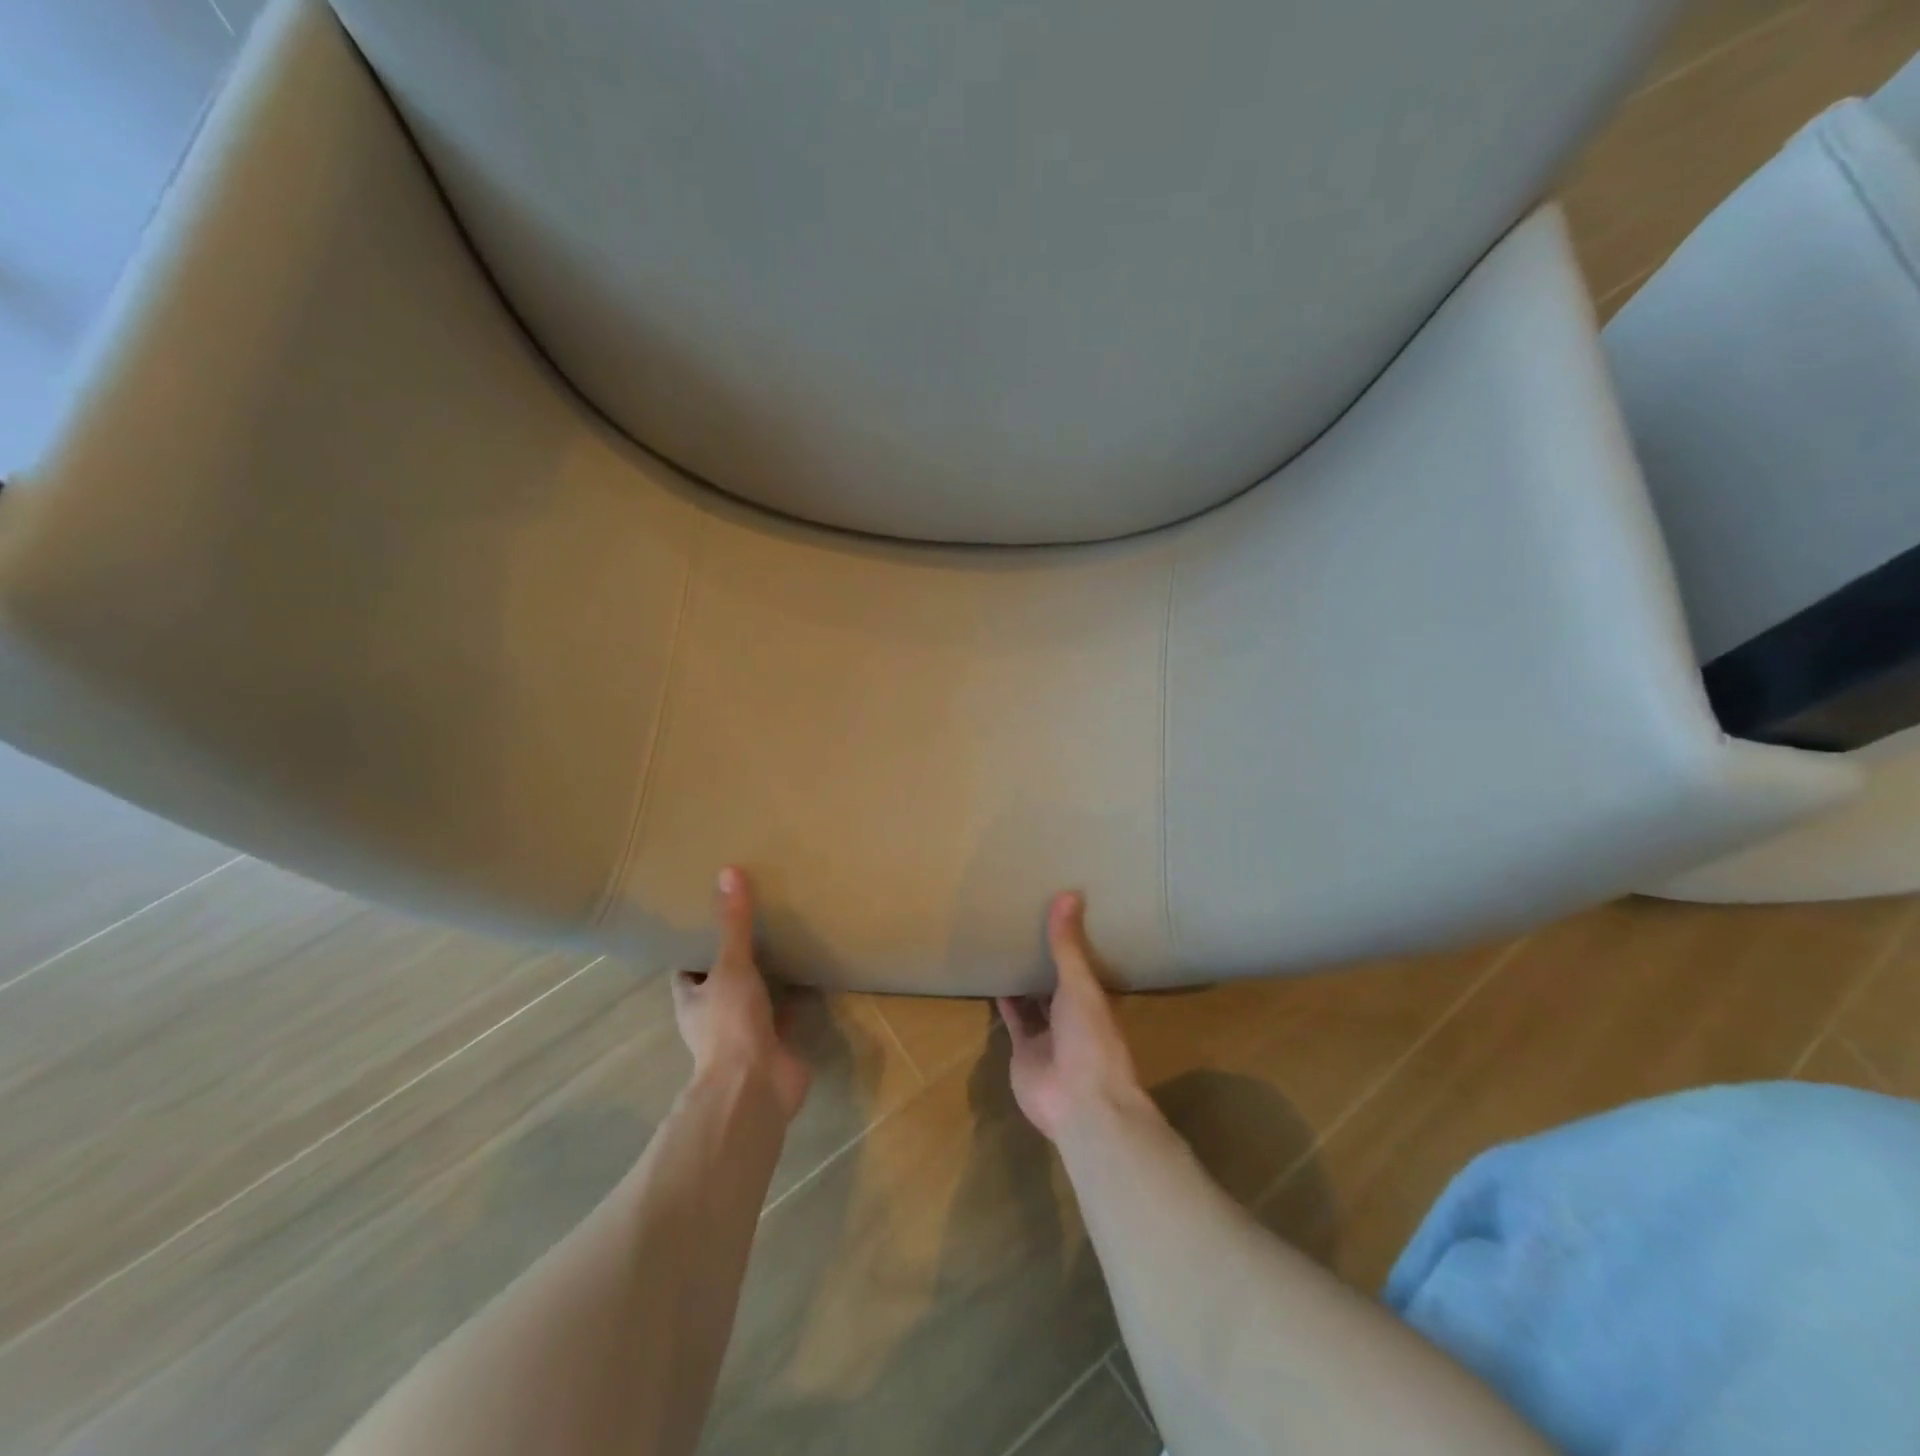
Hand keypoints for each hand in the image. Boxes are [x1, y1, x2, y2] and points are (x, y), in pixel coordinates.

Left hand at [672, 867, 811, 1124]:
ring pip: (757, 997)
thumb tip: (728, 872)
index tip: (712, 917)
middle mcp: (716, 1016)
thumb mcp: (731, 966)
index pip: (689, 968)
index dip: (697, 945)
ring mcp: (747, 1032)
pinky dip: (799, 996)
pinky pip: (788, 1013)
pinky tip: (815, 971)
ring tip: (788, 938)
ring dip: (769, 977)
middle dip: (738, 957)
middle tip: (758, 919)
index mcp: (694, 1000)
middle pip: (724, 980)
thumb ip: (733, 924)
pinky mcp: (778, 1043)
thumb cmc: (730, 1024)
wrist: (756, 1085)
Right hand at [998, 892, 1148, 1143]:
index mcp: (1096, 999)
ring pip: (1034, 1000)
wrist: (1080, 1102)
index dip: (1073, 940)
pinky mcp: (1025, 1051)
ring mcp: (1049, 1034)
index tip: (1057, 910)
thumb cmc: (1090, 1038)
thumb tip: (1068, 893)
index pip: (1084, 963)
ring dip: (1023, 978)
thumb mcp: (1080, 985)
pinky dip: (1004, 1001)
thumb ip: (1068, 945)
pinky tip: (992, 976)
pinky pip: (1013, 1020)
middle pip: (1057, 981)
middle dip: (1044, 957)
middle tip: (1024, 920)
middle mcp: (1074, 1014)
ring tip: (1005, 943)